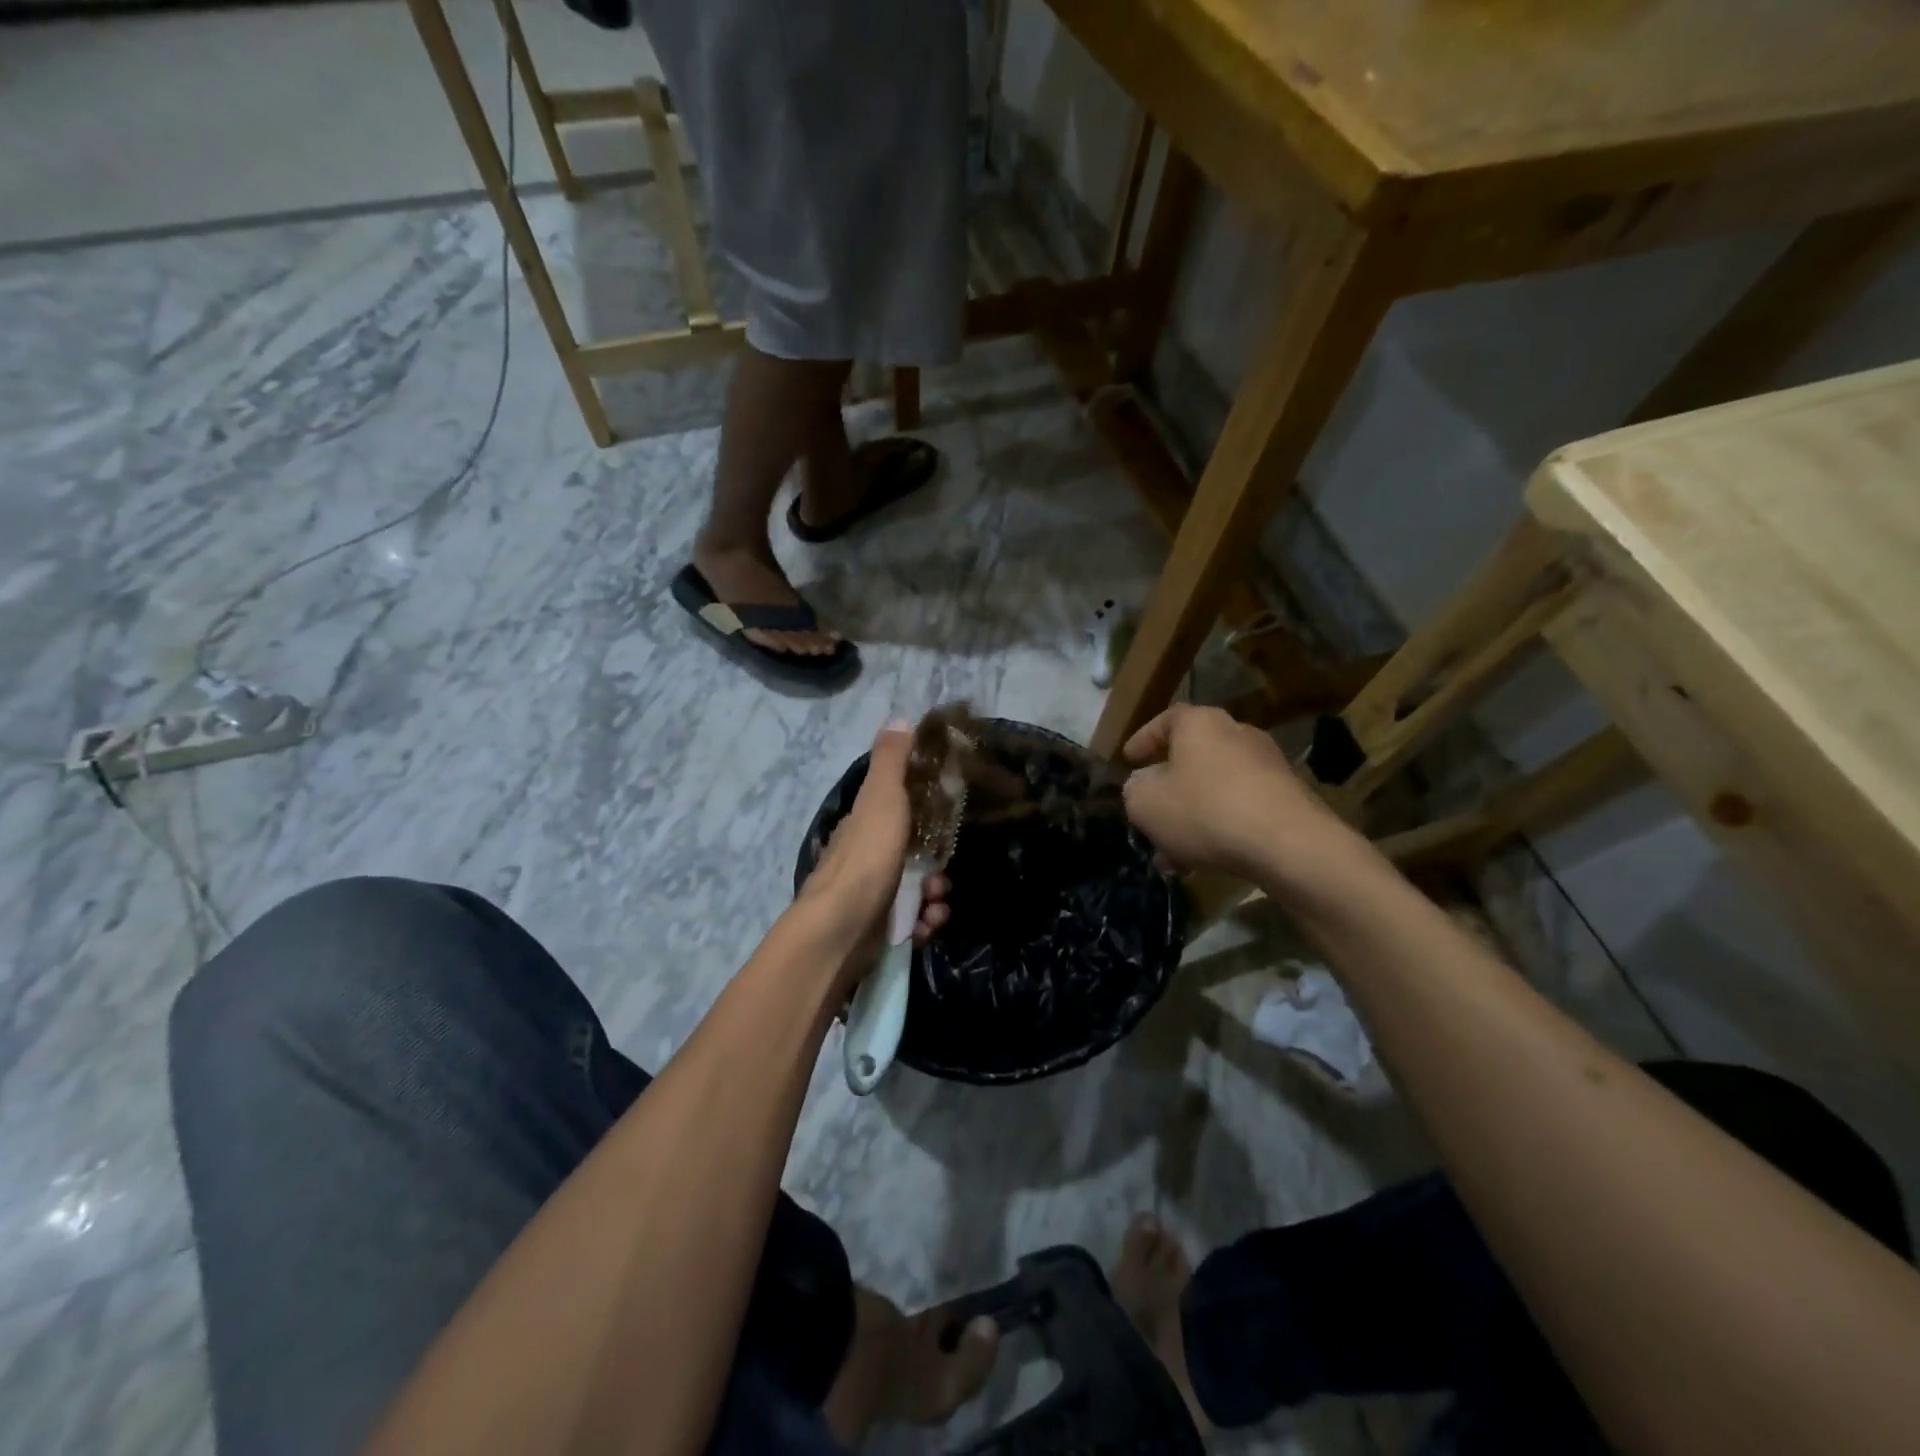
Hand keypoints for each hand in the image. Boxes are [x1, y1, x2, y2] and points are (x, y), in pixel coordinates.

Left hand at [795, 723, 950, 974]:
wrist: (840, 930)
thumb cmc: (865, 858)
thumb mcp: (881, 799)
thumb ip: (891, 762)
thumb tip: (899, 718)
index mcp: (862, 826)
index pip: (896, 812)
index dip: (923, 815)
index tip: (946, 821)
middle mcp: (864, 859)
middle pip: (912, 856)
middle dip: (935, 867)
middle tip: (941, 876)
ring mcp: (869, 896)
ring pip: (916, 891)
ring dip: (934, 898)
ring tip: (935, 905)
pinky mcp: (877, 930)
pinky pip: (911, 923)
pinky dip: (923, 924)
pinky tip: (925, 927)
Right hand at [1121, 704, 1348, 882]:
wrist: (1288, 845)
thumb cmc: (1205, 810)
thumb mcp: (1145, 803)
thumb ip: (1134, 790)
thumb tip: (1142, 785)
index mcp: (1200, 723)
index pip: (1165, 720)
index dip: (1143, 740)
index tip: (1129, 760)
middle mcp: (1237, 734)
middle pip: (1192, 757)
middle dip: (1168, 787)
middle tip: (1149, 811)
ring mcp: (1267, 766)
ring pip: (1214, 788)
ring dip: (1190, 816)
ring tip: (1171, 853)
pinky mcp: (1287, 799)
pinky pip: (1239, 809)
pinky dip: (1218, 828)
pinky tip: (1203, 863)